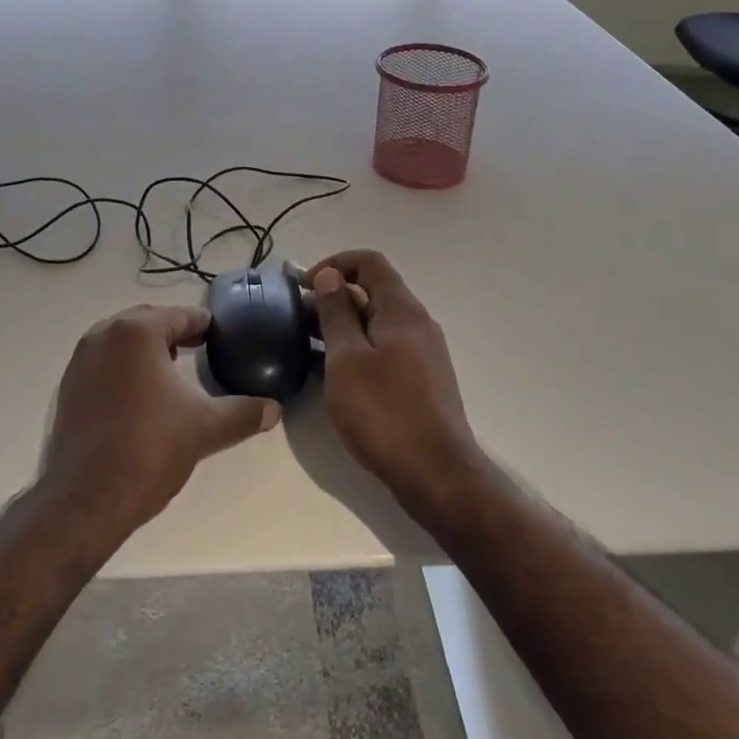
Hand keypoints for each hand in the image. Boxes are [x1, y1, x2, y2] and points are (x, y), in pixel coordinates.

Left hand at [44, 304, 279, 535]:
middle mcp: (104, 335)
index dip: (204, 325)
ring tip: (174, 370)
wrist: (86, 500)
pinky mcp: (68, 388)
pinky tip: (142, 395)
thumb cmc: (149, 448)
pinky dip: (125, 368)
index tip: (221, 335)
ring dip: (148, 349)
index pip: (180, 316)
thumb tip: (274, 409)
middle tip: (201, 347)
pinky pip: (104, 363)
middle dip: (174, 332)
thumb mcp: (205, 427)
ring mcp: (80, 361)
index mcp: (136, 332)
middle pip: (148, 322)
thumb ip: (243, 413)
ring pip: (123, 342)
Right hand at [308, 250, 479, 510]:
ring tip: (312, 347)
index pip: (369, 262)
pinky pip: (386, 347)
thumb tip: (331, 276)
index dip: (334, 264)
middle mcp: (418, 323)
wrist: (438, 476)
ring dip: (345, 324)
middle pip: (375, 290)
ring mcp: (424, 353)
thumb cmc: (385, 413)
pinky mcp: (423, 380)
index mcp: (402, 310)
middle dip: (335, 296)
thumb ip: (337, 314)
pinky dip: (360, 348)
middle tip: (301, 320)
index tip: (305, 287)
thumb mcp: (347, 360)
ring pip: (379, 321)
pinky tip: (338, 375)